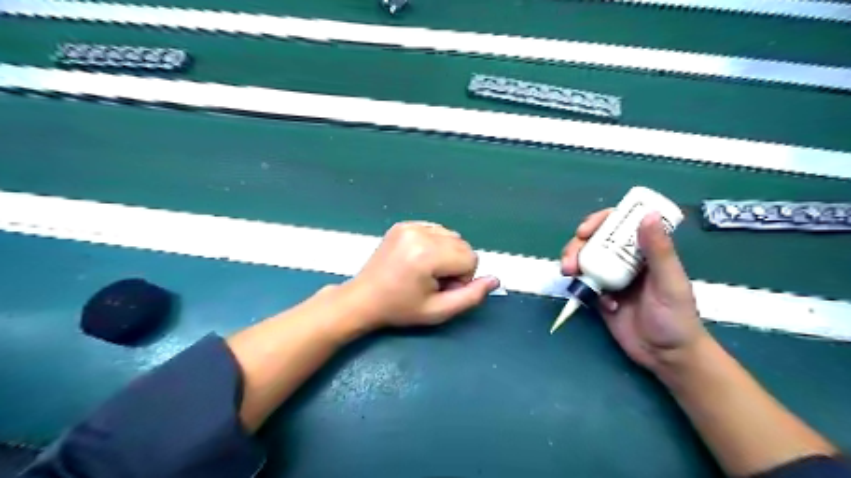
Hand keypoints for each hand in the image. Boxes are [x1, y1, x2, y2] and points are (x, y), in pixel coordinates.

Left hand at [341, 222, 499, 329]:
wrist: (363, 298)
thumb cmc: (400, 309)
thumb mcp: (438, 311)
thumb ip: (471, 296)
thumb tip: (495, 279)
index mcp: (427, 254)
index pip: (471, 258)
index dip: (462, 278)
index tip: (441, 289)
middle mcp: (420, 233)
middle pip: (463, 245)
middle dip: (456, 265)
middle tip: (432, 282)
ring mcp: (410, 225)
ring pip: (451, 236)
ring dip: (446, 253)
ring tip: (425, 270)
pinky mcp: (403, 224)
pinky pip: (436, 230)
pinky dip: (434, 244)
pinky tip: (418, 259)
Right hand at [563, 209, 707, 373]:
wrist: (666, 356)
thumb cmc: (677, 317)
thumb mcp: (670, 282)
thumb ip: (659, 250)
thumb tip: (649, 214)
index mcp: (644, 251)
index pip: (619, 225)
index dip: (599, 222)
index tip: (584, 230)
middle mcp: (624, 260)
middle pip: (594, 241)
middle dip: (576, 246)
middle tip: (569, 261)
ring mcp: (610, 278)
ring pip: (584, 260)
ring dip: (573, 263)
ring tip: (569, 274)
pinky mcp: (600, 296)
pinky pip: (584, 284)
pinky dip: (582, 288)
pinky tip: (599, 304)